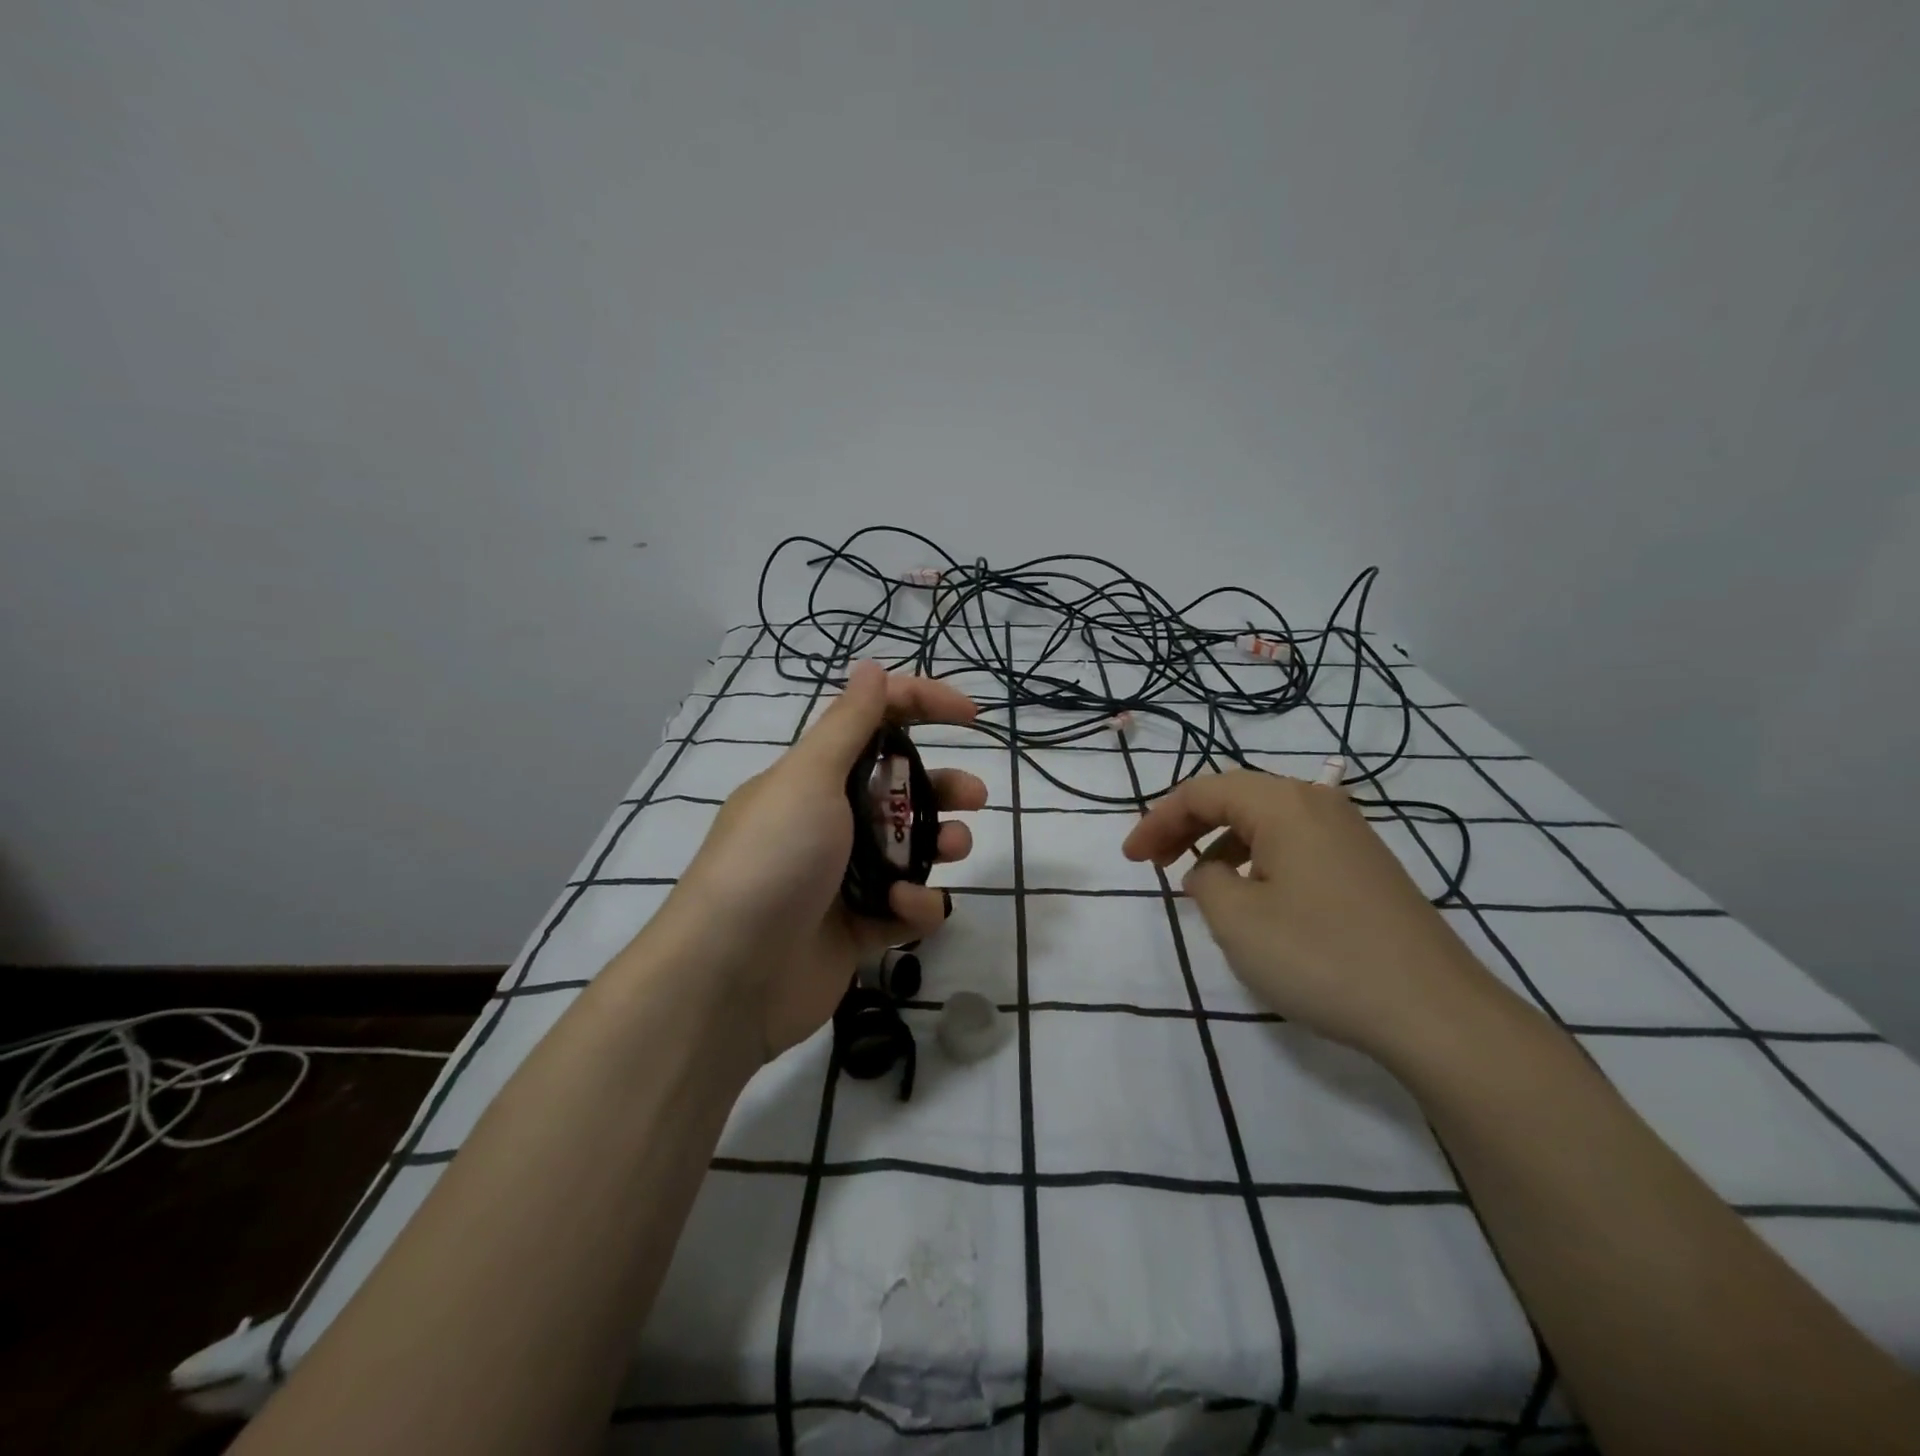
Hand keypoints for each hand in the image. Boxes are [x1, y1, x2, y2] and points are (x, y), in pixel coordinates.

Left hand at [669, 660, 986, 1058]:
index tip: (970, 715)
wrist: (730, 976)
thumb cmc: (772, 859)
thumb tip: (871, 665)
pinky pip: (904, 907)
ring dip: (938, 843)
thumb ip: (848, 724)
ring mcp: (845, 877)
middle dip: (942, 786)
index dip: (921, 707)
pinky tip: (904, 909)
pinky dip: (914, 905)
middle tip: (975, 797)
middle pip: (899, 790)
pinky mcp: (858, 928)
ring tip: (954, 848)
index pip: (874, 723)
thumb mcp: (809, 779)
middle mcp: (830, 821)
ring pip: (910, 849)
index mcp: (814, 778)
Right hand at [1122, 769, 1502, 1061]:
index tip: (1131, 860)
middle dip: (1186, 826)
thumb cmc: (1321, 956)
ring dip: (1221, 844)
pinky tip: (1255, 900)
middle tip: (1153, 864)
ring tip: (1200, 884)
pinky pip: (1294, 846)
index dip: (1157, 820)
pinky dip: (1257, 861)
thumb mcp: (1236, 919)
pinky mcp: (1366, 869)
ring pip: (1266, 822)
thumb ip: (1204, 881)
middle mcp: (1319, 805)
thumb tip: (1213, 871)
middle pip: (1235, 798)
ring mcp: (1350, 836)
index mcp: (1284, 803)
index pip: (1202, 791)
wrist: (1435, 1013)